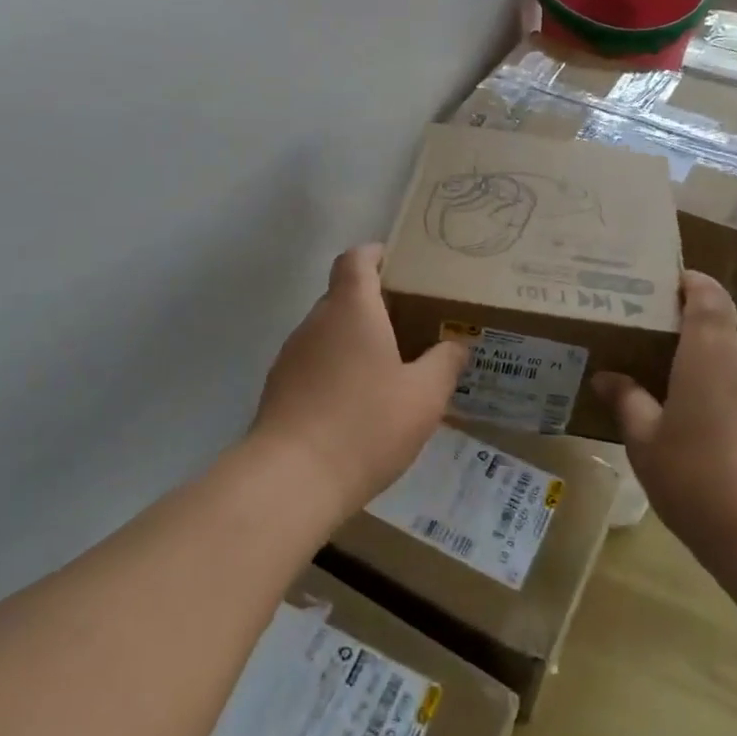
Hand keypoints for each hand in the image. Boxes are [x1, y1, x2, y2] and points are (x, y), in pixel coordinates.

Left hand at [254, 245, 469, 511]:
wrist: (291, 480)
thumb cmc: (366, 424)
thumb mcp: (424, 396)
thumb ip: (445, 363)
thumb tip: (457, 344)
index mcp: (351, 308)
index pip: (356, 259)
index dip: (377, 255)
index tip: (401, 267)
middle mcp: (316, 322)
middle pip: (343, 296)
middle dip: (375, 304)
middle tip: (411, 326)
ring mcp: (291, 356)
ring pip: (328, 332)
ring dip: (355, 341)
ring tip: (389, 370)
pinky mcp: (279, 389)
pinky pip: (314, 364)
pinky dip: (337, 370)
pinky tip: (359, 405)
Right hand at [593, 272, 736, 577]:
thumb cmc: (697, 479)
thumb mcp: (645, 442)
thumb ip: (627, 401)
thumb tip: (607, 376)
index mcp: (710, 351)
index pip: (708, 294)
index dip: (689, 282)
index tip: (664, 287)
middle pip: (719, 330)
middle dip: (686, 335)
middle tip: (649, 351)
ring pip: (736, 364)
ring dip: (708, 370)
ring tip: (674, 397)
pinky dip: (729, 398)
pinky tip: (709, 435)